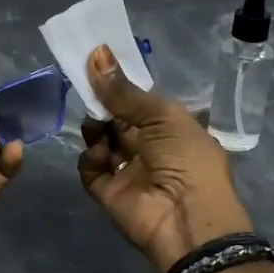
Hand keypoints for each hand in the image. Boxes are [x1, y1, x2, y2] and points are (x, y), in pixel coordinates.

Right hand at [77, 45, 254, 272]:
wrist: (186, 219)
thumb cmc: (186, 158)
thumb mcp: (161, 116)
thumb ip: (124, 91)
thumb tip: (97, 53)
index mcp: (172, 128)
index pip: (141, 102)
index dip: (121, 86)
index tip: (97, 65)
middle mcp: (151, 148)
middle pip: (118, 120)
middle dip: (103, 105)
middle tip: (87, 90)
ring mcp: (129, 172)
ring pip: (102, 142)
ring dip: (96, 130)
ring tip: (96, 126)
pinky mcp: (110, 193)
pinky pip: (91, 170)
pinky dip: (91, 160)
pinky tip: (99, 155)